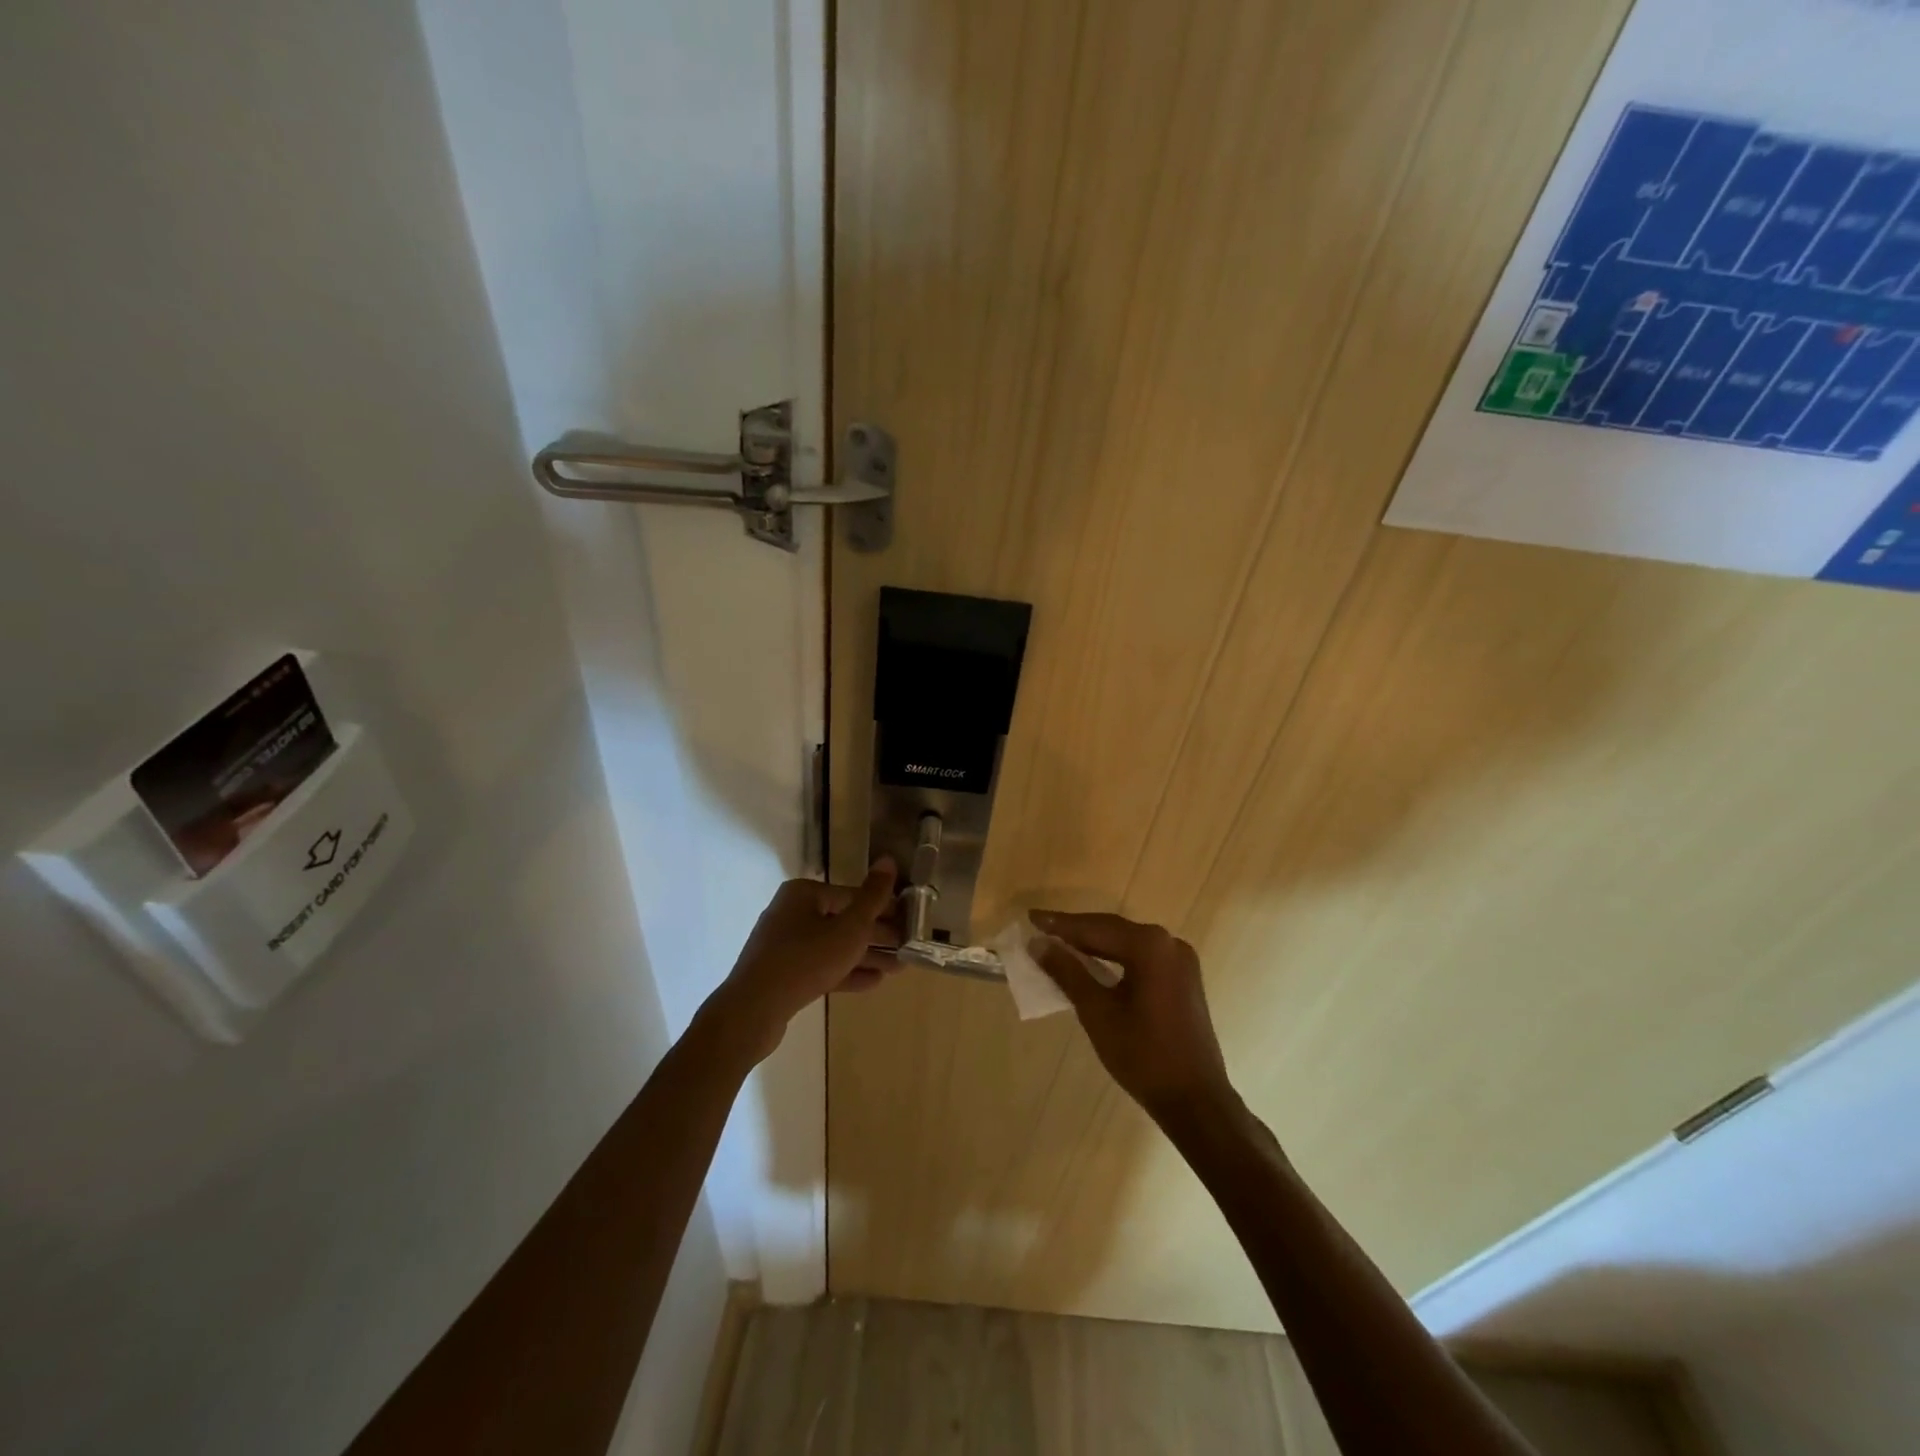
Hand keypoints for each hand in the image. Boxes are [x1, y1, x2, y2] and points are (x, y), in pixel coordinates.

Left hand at [706, 861, 900, 1063]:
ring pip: (834, 946)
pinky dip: (846, 971)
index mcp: (804, 894)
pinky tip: (873, 982)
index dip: (883, 909)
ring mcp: (785, 944)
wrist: (753, 1010)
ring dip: (866, 956)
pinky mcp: (782, 972)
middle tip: (906, 949)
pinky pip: (820, 966)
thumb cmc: (806, 960)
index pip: (853, 895)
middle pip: (843, 920)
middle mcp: (791, 912)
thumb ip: (873, 896)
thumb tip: (888, 860)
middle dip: (877, 936)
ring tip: (898, 968)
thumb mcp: (850, 928)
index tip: (908, 924)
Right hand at [1031, 911, 1235, 1120]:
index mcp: (1150, 946)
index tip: (1031, 918)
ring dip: (1095, 944)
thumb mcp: (1097, 1012)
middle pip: (1112, 930)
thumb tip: (1038, 944)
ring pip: (1127, 943)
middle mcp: (1169, 943)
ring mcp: (1180, 961)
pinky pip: (1142, 958)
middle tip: (1041, 929)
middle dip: (1076, 931)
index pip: (1095, 927)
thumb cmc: (1142, 1055)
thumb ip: (1067, 972)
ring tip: (1060, 944)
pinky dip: (1115, 958)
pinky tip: (1093, 964)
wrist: (1195, 1101)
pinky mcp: (1183, 978)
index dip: (1060, 924)